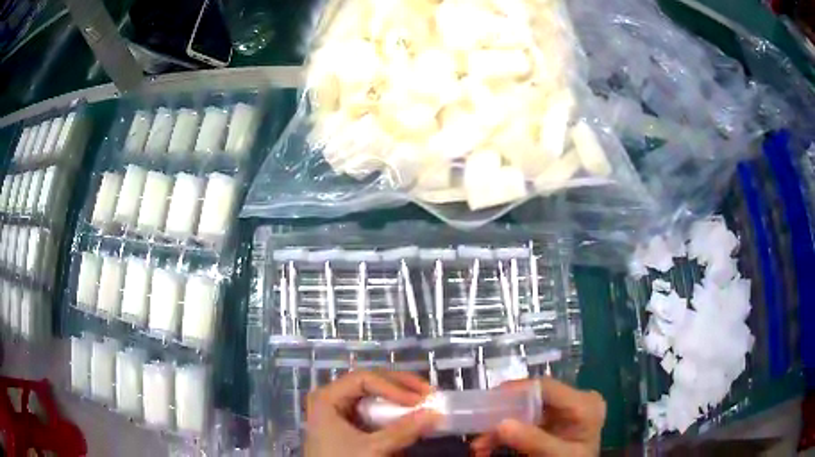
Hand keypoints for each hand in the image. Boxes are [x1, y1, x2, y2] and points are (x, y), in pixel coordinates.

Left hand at [304, 370, 438, 456]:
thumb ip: (402, 431)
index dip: (394, 385)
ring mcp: (339, 411)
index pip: (364, 379)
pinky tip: (409, 413)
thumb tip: (435, 413)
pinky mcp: (348, 424)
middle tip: (427, 392)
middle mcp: (332, 398)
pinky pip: (372, 410)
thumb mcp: (372, 449)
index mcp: (327, 397)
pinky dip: (392, 411)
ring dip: (399, 396)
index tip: (419, 399)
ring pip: (372, 395)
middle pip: (369, 382)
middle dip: (400, 387)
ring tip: (423, 399)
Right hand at [471, 377, 605, 456]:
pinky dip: (505, 436)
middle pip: (531, 399)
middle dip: (502, 415)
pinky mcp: (551, 421)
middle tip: (478, 427)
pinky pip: (523, 422)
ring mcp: (562, 411)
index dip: (516, 389)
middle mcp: (574, 401)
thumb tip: (500, 424)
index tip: (487, 400)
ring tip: (479, 447)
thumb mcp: (558, 455)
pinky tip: (488, 448)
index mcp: (584, 403)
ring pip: (522, 412)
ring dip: (498, 429)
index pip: (546, 387)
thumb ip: (533, 440)